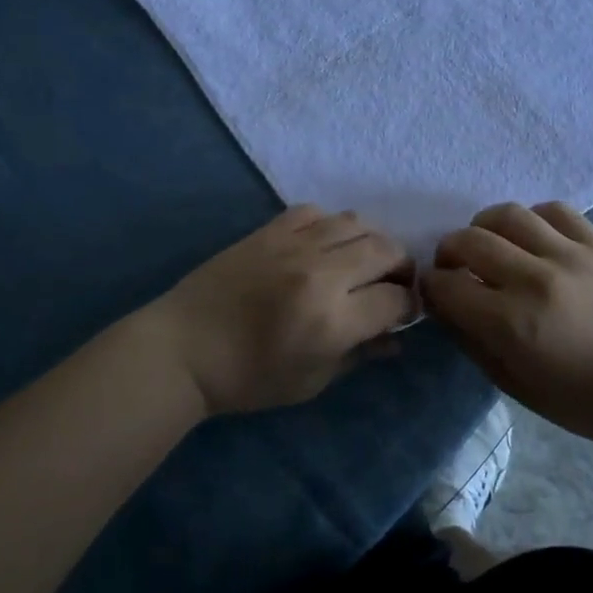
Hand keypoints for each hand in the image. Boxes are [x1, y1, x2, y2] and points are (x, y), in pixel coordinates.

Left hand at [143, 206, 414, 415]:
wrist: (185, 348)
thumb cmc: (249, 378)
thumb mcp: (311, 381)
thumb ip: (360, 355)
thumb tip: (396, 338)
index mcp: (332, 321)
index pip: (395, 299)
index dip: (407, 306)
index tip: (402, 312)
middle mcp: (321, 274)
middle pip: (385, 250)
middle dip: (400, 267)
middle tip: (391, 283)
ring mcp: (294, 245)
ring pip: (356, 222)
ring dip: (371, 241)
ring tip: (362, 260)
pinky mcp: (270, 229)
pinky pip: (316, 212)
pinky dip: (331, 225)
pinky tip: (324, 244)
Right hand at [421, 202, 592, 445]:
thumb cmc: (574, 396)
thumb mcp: (509, 380)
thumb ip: (469, 336)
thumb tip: (444, 301)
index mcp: (510, 323)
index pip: (447, 285)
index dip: (431, 285)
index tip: (435, 288)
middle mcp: (535, 280)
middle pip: (470, 240)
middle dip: (449, 250)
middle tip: (455, 264)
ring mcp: (569, 256)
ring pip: (509, 214)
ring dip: (486, 226)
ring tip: (491, 242)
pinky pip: (555, 210)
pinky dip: (533, 219)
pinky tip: (532, 236)